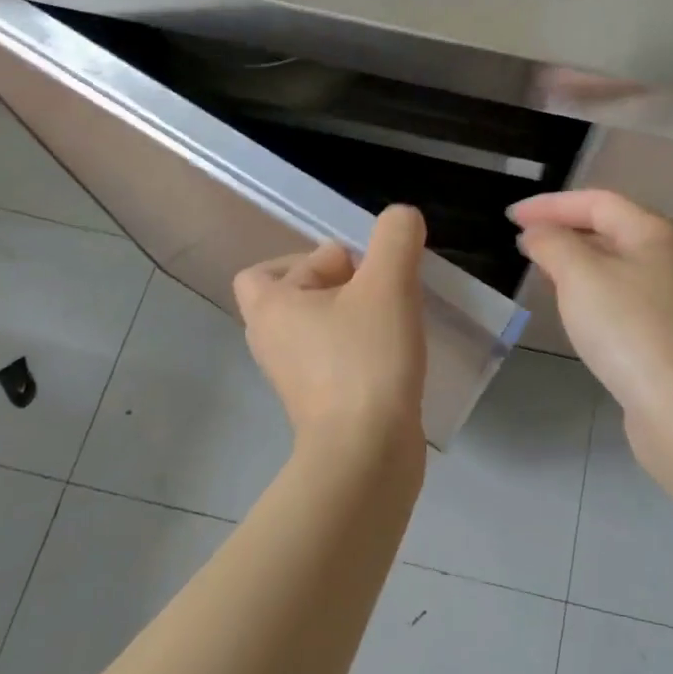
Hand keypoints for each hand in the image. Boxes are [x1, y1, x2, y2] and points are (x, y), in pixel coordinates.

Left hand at [234, 205, 428, 465]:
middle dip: (341, 286)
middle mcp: (271, 342)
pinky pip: (334, 359)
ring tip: (393, 321)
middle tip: (380, 294)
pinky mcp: (319, 404)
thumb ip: (395, 237)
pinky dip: (359, 350)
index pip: (270, 267)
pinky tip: (395, 354)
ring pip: (320, 328)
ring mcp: (292, 377)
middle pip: (298, 295)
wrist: (366, 455)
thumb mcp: (388, 283)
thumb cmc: (366, 359)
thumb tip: (401, 218)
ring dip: (355, 317)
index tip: (360, 273)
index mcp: (270, 308)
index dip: (316, 260)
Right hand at [509, 190, 672, 432]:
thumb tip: (537, 234)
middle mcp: (668, 257)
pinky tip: (572, 309)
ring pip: (613, 264)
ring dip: (574, 262)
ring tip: (539, 271)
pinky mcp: (664, 332)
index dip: (550, 205)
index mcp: (654, 232)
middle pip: (609, 229)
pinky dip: (589, 292)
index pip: (597, 201)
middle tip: (522, 243)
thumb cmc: (629, 329)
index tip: (510, 217)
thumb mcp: (580, 275)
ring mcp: (669, 297)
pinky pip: (618, 296)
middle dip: (563, 230)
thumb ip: (552, 244)